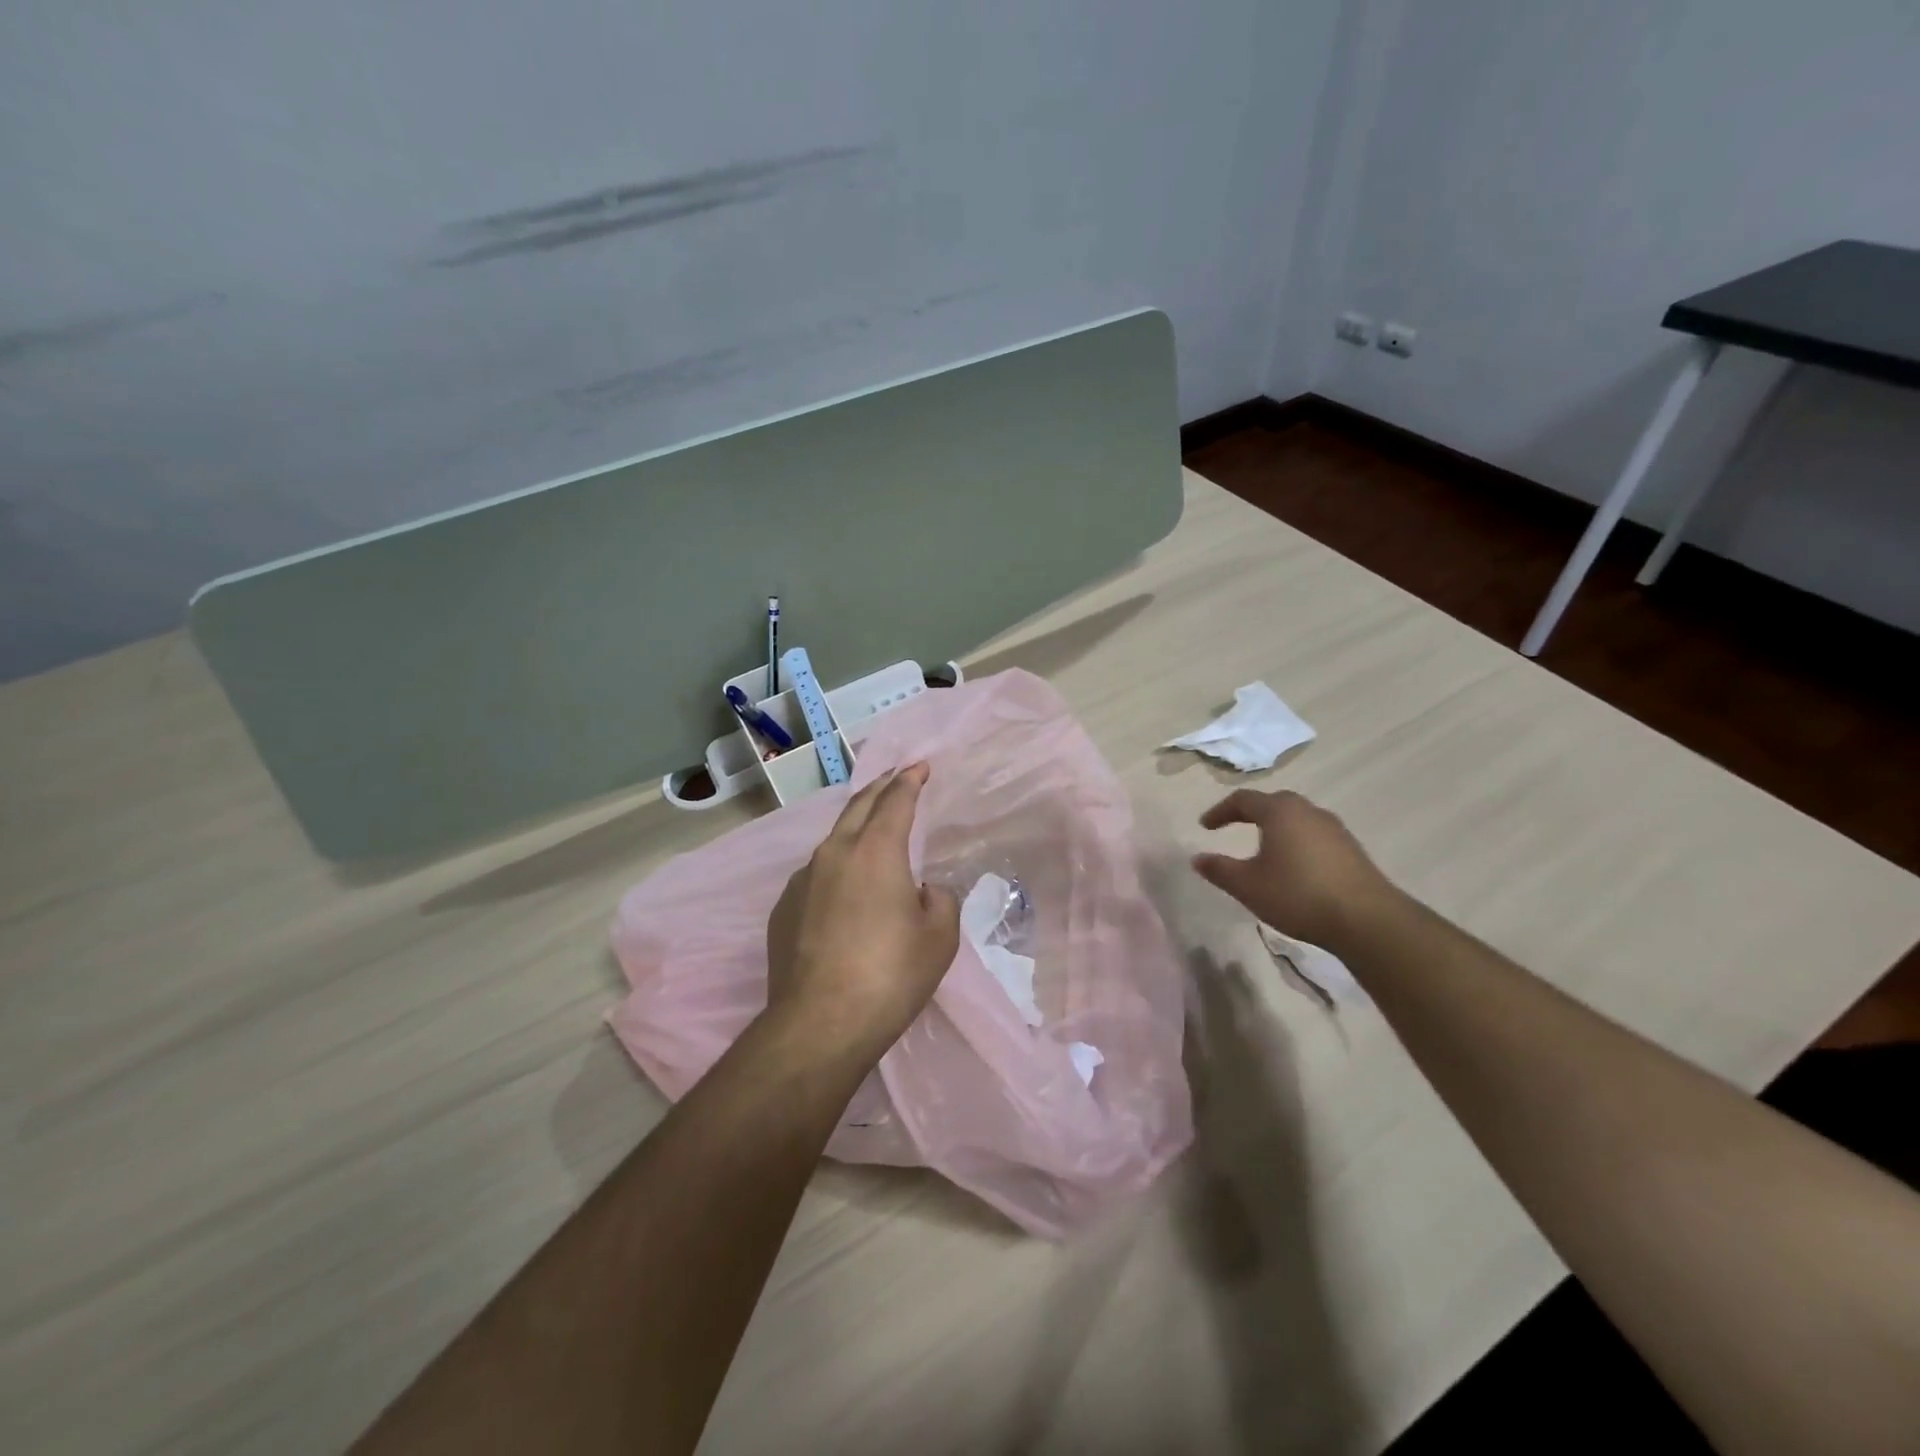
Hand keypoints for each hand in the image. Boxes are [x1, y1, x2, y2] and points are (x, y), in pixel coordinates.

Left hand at [764, 763, 961, 1065]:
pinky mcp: (784, 907)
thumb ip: (939, 900)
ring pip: (834, 839)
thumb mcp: (939, 938)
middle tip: (896, 777)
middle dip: (880, 788)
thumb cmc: (890, 975)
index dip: (910, 780)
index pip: (895, 800)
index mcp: (877, 851)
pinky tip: (844, 890)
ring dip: (856, 827)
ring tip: (870, 830)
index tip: (919, 766)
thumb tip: (922, 891)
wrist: (819, 1024)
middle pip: (858, 806)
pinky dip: (836, 867)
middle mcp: (835, 853)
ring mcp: (803, 880)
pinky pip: (816, 874)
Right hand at [1192, 789, 1400, 950]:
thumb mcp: (1248, 886)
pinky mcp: (1351, 848)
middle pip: (1273, 803)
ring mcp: (1334, 828)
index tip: (1205, 826)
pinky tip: (1294, 865)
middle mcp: (1307, 811)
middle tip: (1233, 826)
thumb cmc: (1298, 895)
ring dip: (1276, 827)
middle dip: (1250, 813)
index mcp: (1279, 812)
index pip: (1243, 800)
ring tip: (1263, 847)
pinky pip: (1314, 834)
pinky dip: (1296, 841)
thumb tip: (1197, 858)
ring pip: (1297, 818)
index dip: (1220, 811)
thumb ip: (1219, 870)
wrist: (1367, 919)